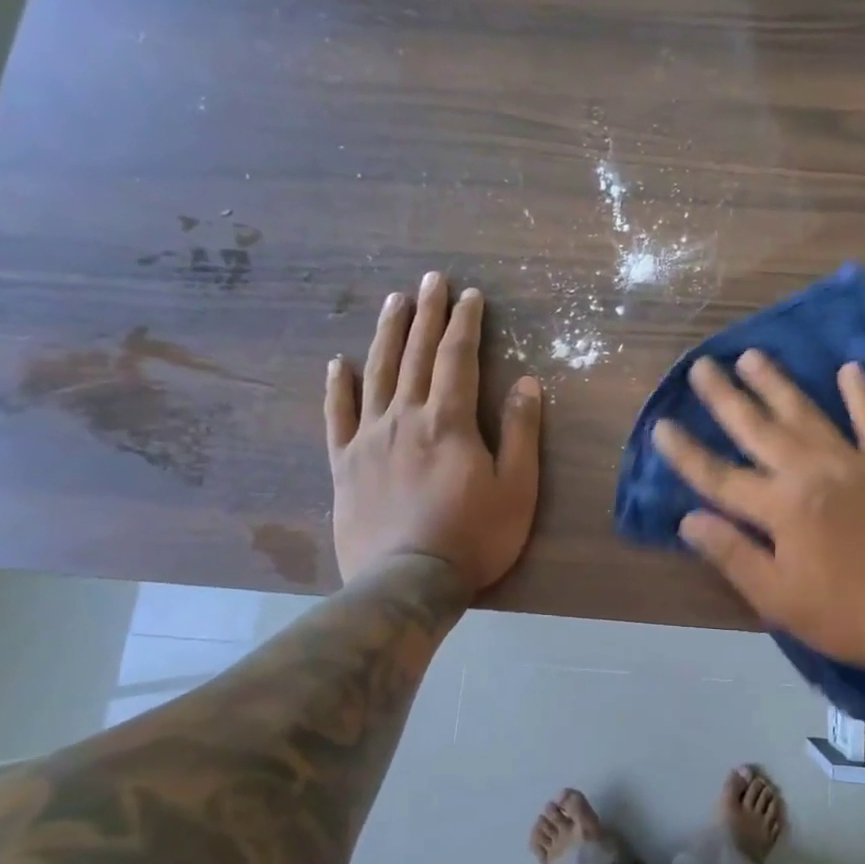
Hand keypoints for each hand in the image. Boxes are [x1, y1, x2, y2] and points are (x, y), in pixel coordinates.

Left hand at [327, 272, 541, 591]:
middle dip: (427, 314)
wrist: (406, 583)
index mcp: (449, 421)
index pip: (458, 358)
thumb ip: (520, 432)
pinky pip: (338, 416)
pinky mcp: (344, 464)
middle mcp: (405, 417)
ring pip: (377, 373)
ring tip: (394, 302)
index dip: (465, 323)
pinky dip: (338, 387)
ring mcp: (369, 439)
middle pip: (416, 354)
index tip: (470, 295)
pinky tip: (339, 363)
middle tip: (431, 280)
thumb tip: (526, 383)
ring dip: (387, 334)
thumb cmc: (473, 537)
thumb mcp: (516, 488)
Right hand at [653, 350, 864, 672]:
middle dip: (726, 397)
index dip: (687, 452)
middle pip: (758, 429)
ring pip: (806, 413)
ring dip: (776, 383)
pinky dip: (862, 395)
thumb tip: (688, 519)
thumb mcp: (777, 598)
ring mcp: (854, 463)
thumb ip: (731, 554)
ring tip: (752, 355)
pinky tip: (851, 369)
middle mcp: (811, 472)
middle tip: (702, 365)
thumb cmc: (845, 615)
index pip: (719, 475)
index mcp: (780, 507)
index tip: (661, 425)